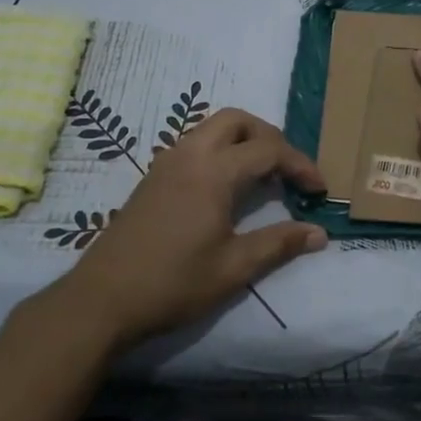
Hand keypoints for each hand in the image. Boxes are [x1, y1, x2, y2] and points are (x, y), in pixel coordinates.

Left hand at [53, 109, 326, 349]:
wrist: (101, 300)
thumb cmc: (172, 283)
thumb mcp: (233, 268)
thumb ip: (279, 244)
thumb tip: (319, 233)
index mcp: (213, 171)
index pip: (269, 150)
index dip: (301, 164)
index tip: (320, 190)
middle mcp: (189, 155)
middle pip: (237, 120)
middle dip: (270, 136)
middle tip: (289, 169)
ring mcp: (166, 163)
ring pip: (212, 128)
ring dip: (244, 140)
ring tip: (263, 174)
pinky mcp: (153, 177)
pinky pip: (195, 144)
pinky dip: (221, 150)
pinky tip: (227, 186)